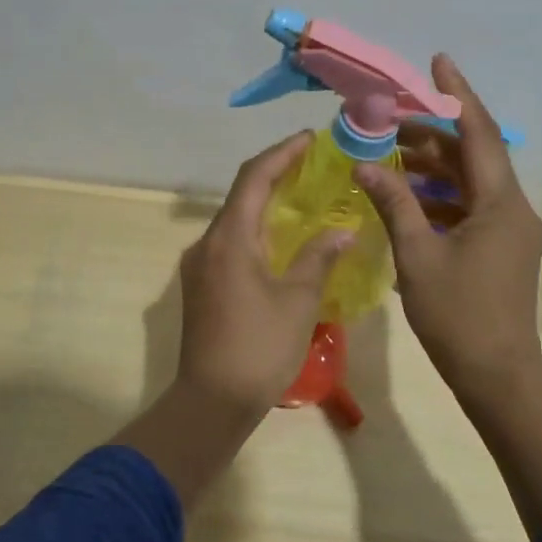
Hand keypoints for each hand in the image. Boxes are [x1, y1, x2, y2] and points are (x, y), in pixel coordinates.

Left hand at [175, 131, 353, 413]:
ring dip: (266, 203)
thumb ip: (318, 257)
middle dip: (276, 173)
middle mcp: (207, 243)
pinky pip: (231, 242)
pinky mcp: (201, 285)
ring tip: (304, 197)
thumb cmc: (259, 348)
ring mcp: (200, 265)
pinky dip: (257, 230)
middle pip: (242, 194)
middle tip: (314, 165)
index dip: (282, 153)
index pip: (254, 177)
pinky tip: (282, 240)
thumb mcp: (298, 301)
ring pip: (235, 220)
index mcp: (229, 238)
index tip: (310, 139)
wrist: (210, 402)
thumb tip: (341, 230)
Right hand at [356, 55, 541, 394]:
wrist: (498, 376)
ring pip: (470, 182)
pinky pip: (470, 207)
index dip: (457, 95)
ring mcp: (509, 231)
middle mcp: (513, 209)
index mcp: (500, 204)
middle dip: (433, 134)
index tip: (437, 62)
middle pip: (474, 155)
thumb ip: (394, 204)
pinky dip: (440, 197)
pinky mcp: (501, 249)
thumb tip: (365, 165)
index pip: (480, 133)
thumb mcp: (418, 256)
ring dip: (434, 167)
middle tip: (390, 119)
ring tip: (390, 154)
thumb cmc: (458, 315)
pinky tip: (406, 198)